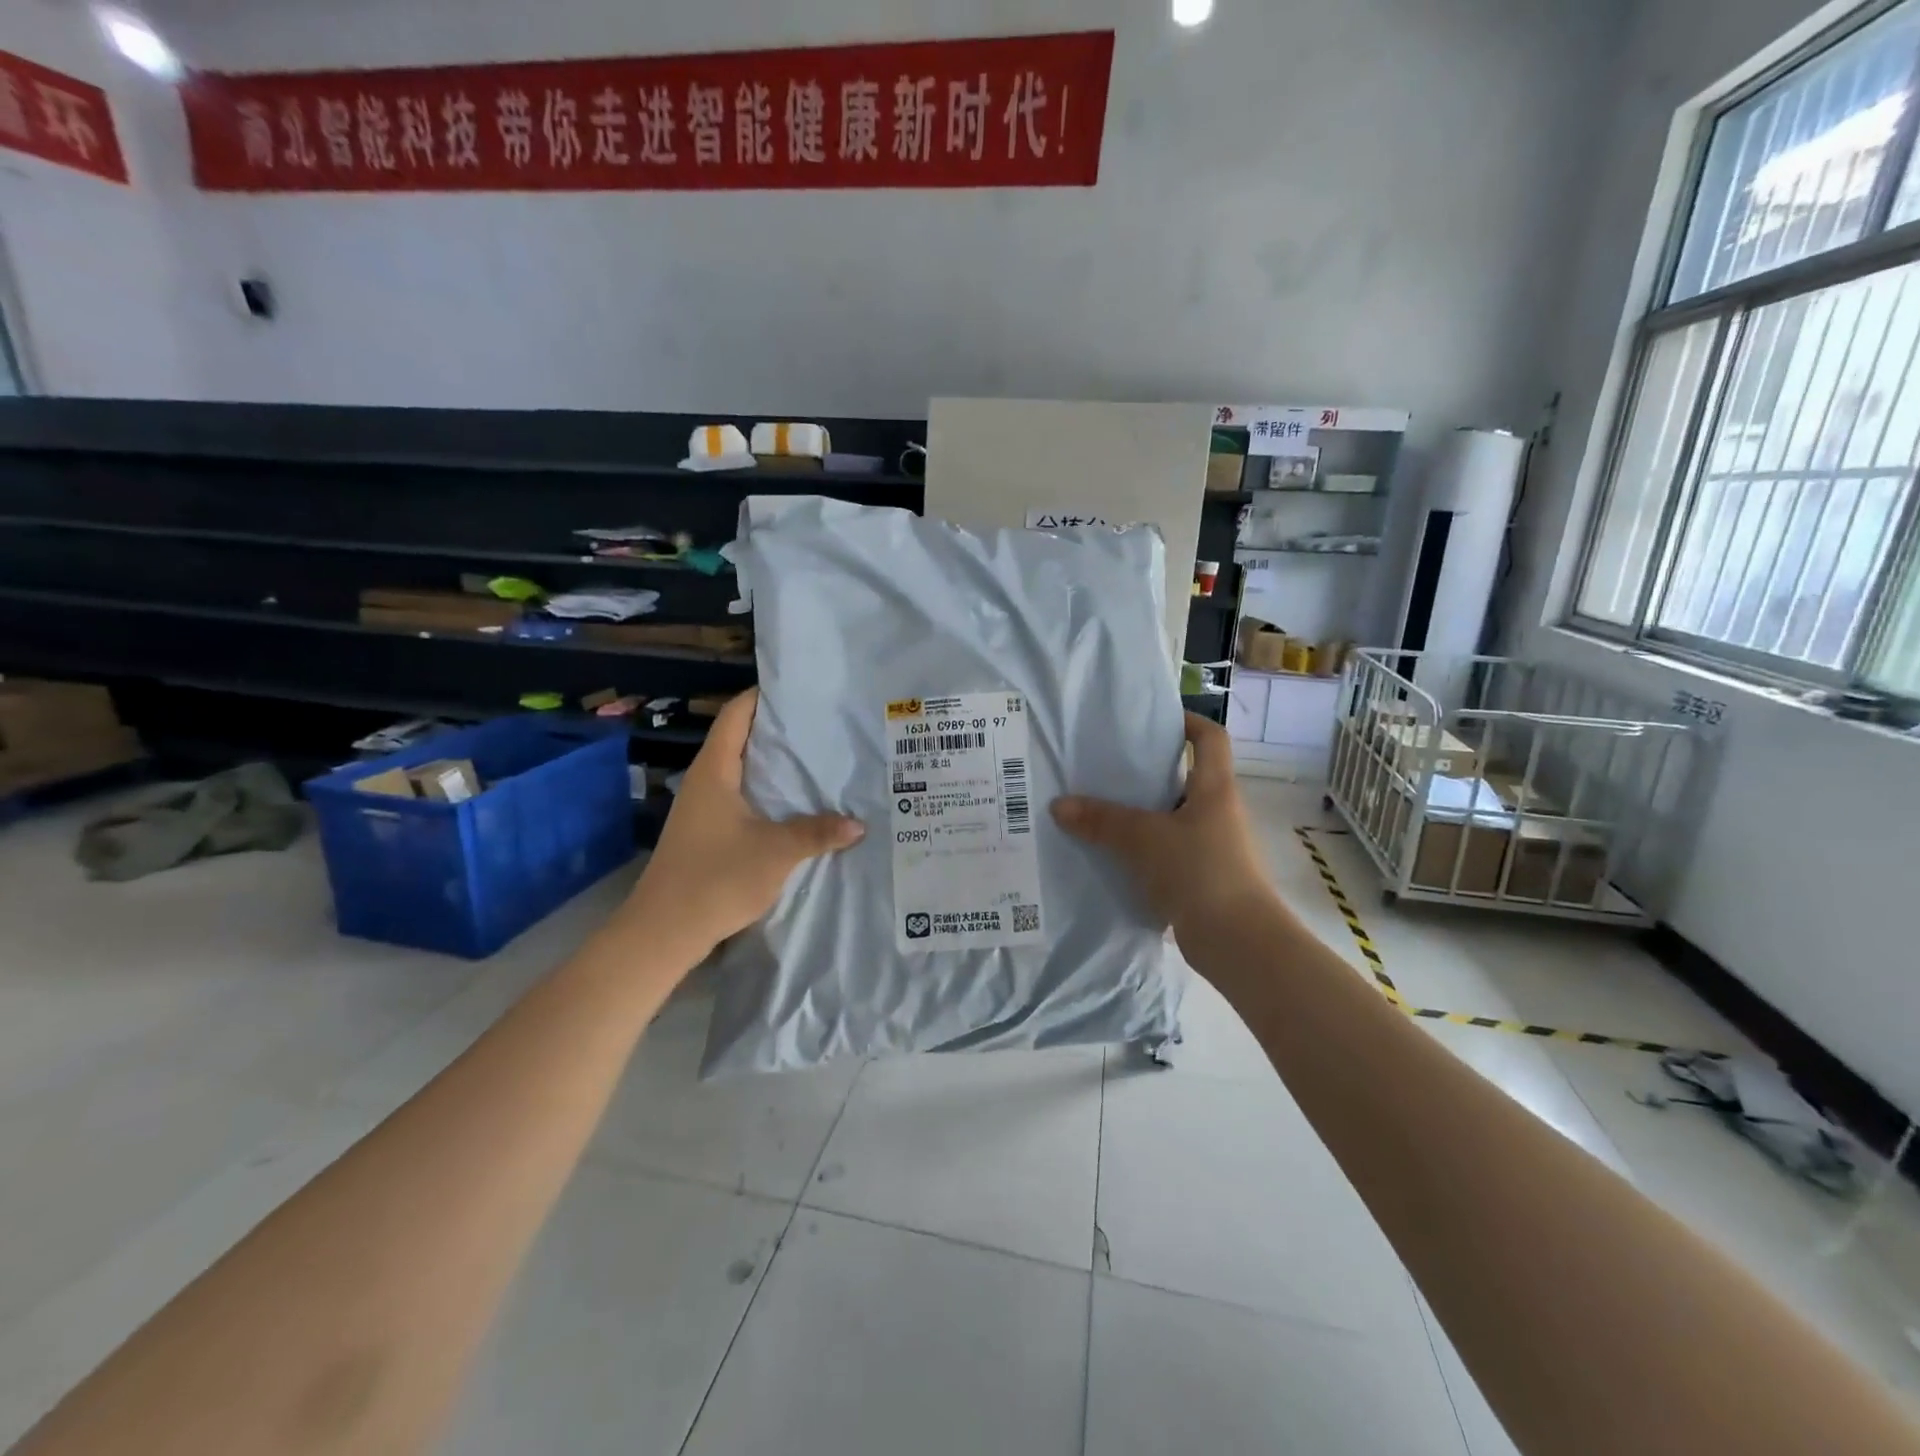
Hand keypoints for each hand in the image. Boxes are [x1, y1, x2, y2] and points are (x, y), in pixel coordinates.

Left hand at [624, 689, 863, 959]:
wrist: (664, 932)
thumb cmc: (716, 878)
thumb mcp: (776, 852)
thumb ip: (818, 833)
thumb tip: (859, 824)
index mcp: (715, 770)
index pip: (736, 714)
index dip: (763, 696)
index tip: (800, 691)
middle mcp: (706, 781)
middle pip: (742, 740)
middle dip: (780, 732)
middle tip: (824, 726)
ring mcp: (703, 808)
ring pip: (744, 772)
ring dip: (776, 767)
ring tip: (819, 762)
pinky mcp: (707, 833)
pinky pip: (743, 799)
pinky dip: (769, 794)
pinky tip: (798, 806)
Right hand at [1051, 713, 1273, 941]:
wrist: (1238, 943)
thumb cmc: (1199, 872)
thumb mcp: (1143, 839)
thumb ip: (1101, 820)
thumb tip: (1059, 805)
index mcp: (1214, 789)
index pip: (1210, 738)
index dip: (1186, 721)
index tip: (1150, 720)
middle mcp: (1216, 812)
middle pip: (1183, 777)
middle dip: (1145, 770)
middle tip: (1102, 766)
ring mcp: (1211, 847)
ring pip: (1170, 817)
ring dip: (1138, 814)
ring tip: (1095, 810)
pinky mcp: (1200, 878)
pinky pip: (1165, 852)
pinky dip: (1140, 850)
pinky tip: (1107, 855)